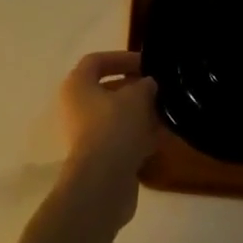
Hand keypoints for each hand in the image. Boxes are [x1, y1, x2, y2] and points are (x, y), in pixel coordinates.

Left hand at [57, 51, 157, 221]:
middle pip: (107, 90)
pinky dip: (138, 137)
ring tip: (165, 113)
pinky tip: (161, 137)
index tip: (146, 64)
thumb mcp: (137, 96)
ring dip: (140, 114)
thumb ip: (145, 85)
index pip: (97, 61)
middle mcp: (76, 108)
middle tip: (158, 89)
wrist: (103, 184)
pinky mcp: (98, 160)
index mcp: (77, 85)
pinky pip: (120, 140)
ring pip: (116, 117)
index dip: (122, 58)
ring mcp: (86, 136)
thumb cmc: (114, 127)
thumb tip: (148, 84)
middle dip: (135, 88)